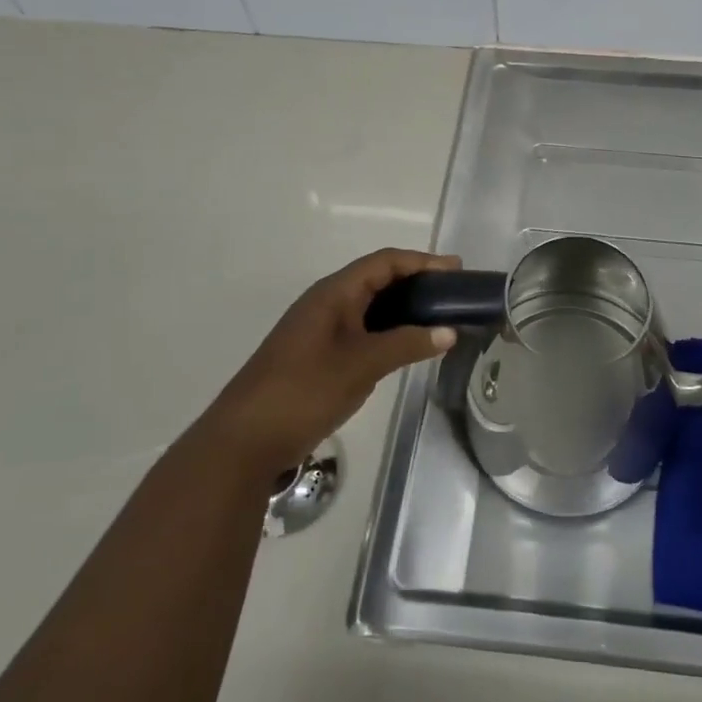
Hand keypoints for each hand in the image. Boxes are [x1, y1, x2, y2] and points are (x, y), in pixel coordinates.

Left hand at [211, 248, 460, 475]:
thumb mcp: (361, 365)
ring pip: (369, 306)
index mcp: (333, 293)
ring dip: (403, 307)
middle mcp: (326, 303)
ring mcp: (319, 330)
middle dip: (416, 281)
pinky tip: (406, 345)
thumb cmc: (304, 390)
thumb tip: (449, 332)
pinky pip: (361, 329)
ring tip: (438, 316)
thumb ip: (406, 345)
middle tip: (452, 293)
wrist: (244, 440)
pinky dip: (388, 330)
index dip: (422, 262)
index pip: (384, 262)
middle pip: (377, 279)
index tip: (457, 270)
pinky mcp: (317, 355)